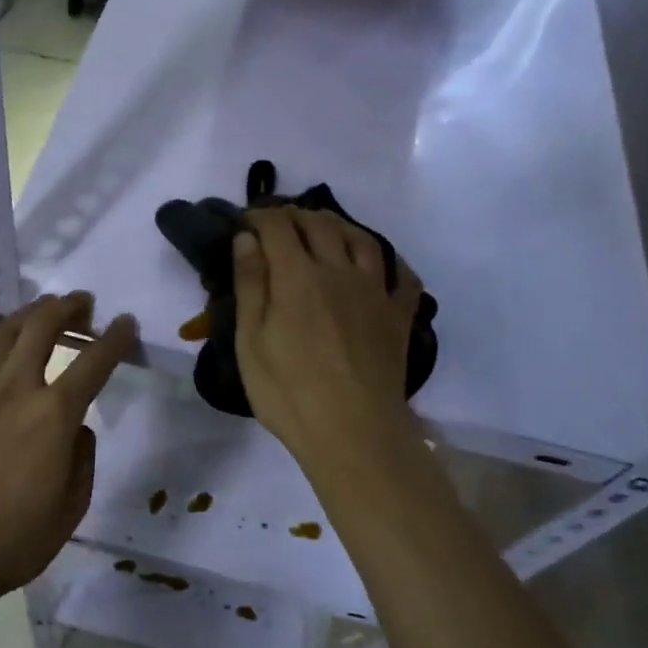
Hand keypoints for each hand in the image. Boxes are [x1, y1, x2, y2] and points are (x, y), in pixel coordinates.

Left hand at [0, 292, 137, 602]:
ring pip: (7, 331)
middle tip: (84, 303)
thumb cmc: (12, 541)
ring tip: (47, 310)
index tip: (126, 323)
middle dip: (69, 307)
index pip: (94, 362)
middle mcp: (15, 389)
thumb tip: (76, 428)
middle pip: (44, 326)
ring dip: (32, 313)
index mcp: (53, 416)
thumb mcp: (72, 508)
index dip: (116, 338)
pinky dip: (2, 337)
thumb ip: (83, 458)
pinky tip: (7, 342)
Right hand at [231, 208, 421, 467]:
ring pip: (362, 239)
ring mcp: (376, 292)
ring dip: (339, 225)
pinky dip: (390, 261)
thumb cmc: (289, 391)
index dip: (259, 216)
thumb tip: (246, 238)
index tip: (244, 221)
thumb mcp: (251, 340)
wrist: (353, 433)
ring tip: (324, 228)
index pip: (278, 227)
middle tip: (278, 222)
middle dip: (295, 215)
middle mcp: (340, 271)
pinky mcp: (399, 316)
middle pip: (320, 224)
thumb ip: (250, 284)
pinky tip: (380, 266)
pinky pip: (402, 276)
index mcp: (298, 276)